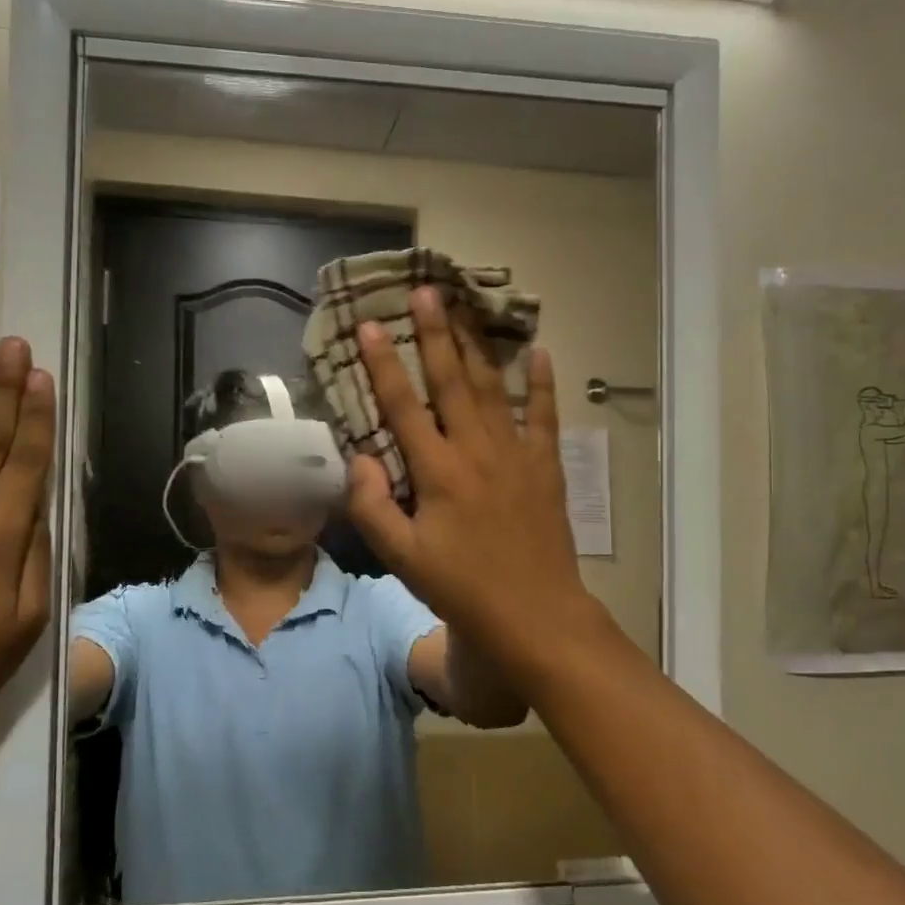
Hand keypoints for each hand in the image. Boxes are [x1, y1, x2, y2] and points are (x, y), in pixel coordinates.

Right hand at [345, 289, 604, 679]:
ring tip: (466, 309)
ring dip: (477, 346)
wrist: (534, 613)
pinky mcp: (545, 466)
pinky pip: (545, 415)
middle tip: (425, 291)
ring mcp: (516, 454)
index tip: (369, 326)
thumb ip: (373, 505)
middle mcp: (476, 450)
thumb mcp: (402, 557)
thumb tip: (359, 457)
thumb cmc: (462, 587)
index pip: (403, 406)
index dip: (383, 364)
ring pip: (493, 388)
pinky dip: (542, 383)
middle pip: (451, 381)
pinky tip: (540, 352)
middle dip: (435, 333)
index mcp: (438, 471)